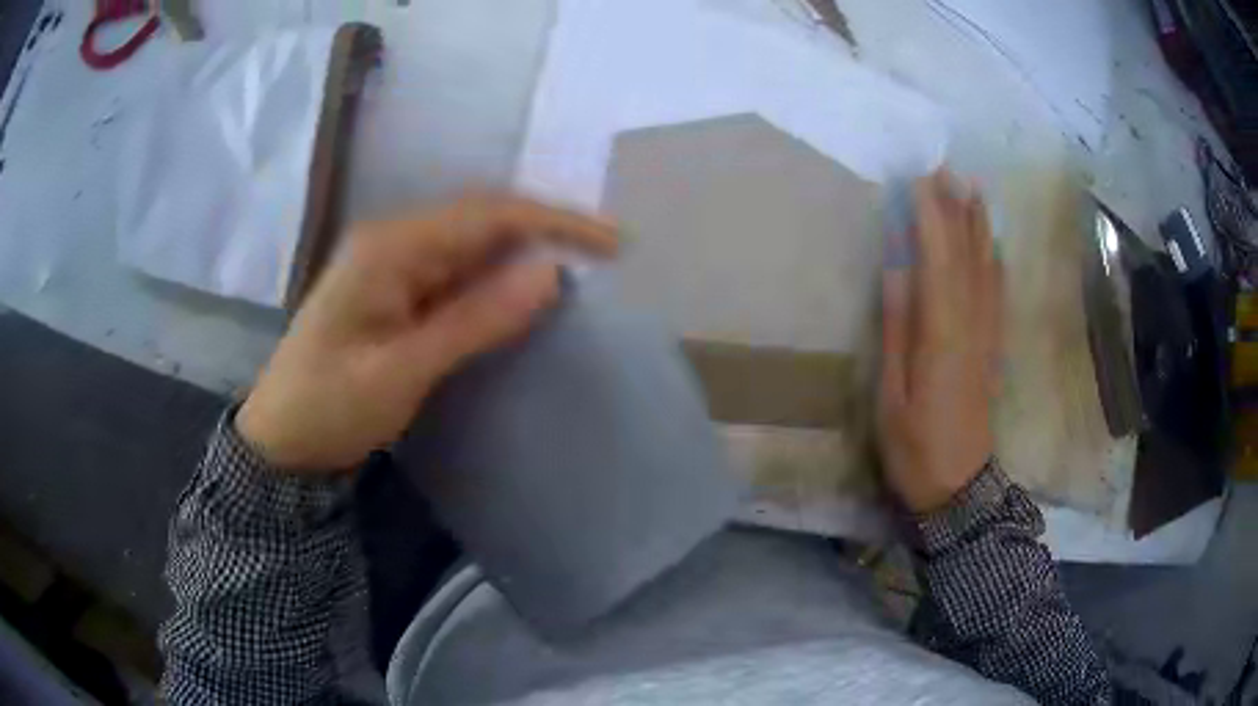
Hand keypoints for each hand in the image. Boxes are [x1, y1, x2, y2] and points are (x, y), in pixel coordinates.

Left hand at [237, 194, 617, 472]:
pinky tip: (524, 293)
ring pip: (473, 244)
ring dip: (525, 253)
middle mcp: (393, 240)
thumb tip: (550, 273)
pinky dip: (497, 280)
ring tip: (583, 269)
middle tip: (606, 255)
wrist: (282, 441)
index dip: (554, 222)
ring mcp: (393, 263)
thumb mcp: (402, 371)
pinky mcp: (396, 289)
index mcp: (389, 247)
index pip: (487, 215)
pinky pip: (458, 272)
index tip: (612, 243)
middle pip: (483, 219)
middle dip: (547, 230)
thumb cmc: (330, 408)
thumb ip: (475, 320)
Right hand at [879, 171, 1001, 512]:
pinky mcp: (992, 348)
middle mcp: (971, 325)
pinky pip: (997, 294)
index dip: (931, 216)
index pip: (939, 260)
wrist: (959, 487)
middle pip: (966, 256)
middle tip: (946, 168)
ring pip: (986, 270)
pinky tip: (992, 245)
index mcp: (942, 334)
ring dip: (978, 227)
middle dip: (956, 209)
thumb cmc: (915, 447)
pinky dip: (994, 262)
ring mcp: (986, 335)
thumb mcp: (892, 395)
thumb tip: (897, 271)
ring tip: (971, 190)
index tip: (920, 178)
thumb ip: (896, 330)